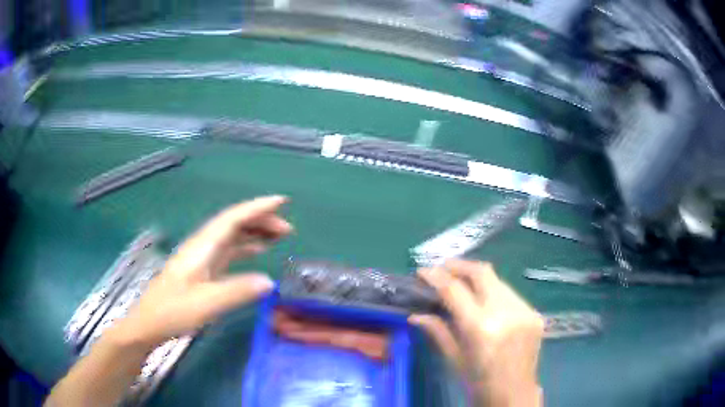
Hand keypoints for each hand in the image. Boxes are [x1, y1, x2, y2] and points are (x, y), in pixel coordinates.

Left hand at [110, 196, 292, 348]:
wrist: (150, 322)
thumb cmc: (173, 311)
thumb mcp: (206, 304)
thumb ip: (237, 291)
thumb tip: (269, 281)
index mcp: (202, 247)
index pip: (232, 219)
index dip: (257, 208)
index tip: (281, 201)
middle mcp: (203, 247)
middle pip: (234, 224)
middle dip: (260, 220)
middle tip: (288, 229)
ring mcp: (203, 258)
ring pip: (232, 237)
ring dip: (255, 232)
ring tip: (279, 235)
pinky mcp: (204, 271)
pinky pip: (229, 252)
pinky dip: (246, 248)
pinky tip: (257, 252)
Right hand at [409, 259, 543, 406]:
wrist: (514, 395)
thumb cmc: (479, 383)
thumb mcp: (454, 359)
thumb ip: (437, 331)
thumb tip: (415, 315)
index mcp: (480, 328)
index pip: (455, 290)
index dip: (436, 276)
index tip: (422, 271)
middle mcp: (505, 312)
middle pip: (482, 272)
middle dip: (459, 266)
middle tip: (443, 268)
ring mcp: (524, 311)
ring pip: (498, 281)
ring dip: (478, 279)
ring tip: (463, 286)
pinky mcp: (535, 313)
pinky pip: (511, 295)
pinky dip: (494, 294)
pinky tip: (486, 305)